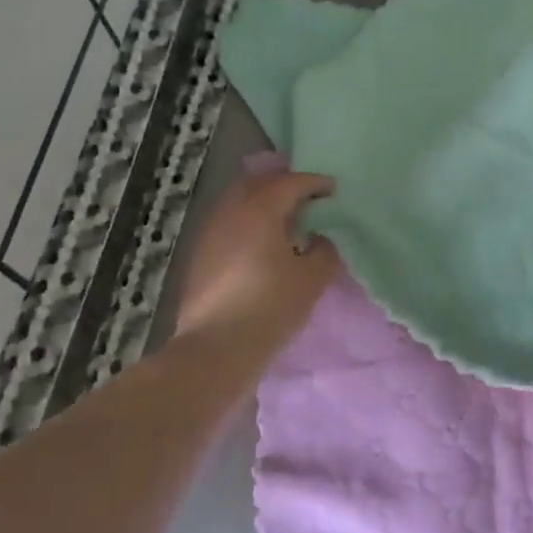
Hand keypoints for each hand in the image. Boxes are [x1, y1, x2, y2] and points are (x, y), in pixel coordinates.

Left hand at [172, 170, 339, 360]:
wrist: (215, 349)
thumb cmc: (270, 307)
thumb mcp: (312, 279)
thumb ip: (324, 251)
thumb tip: (319, 239)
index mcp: (260, 209)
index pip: (291, 183)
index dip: (315, 183)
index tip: (333, 190)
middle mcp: (230, 212)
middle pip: (259, 184)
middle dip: (285, 186)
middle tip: (308, 200)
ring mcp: (209, 233)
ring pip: (239, 204)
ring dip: (264, 205)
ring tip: (286, 224)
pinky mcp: (199, 256)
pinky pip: (229, 224)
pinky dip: (249, 224)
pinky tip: (262, 246)